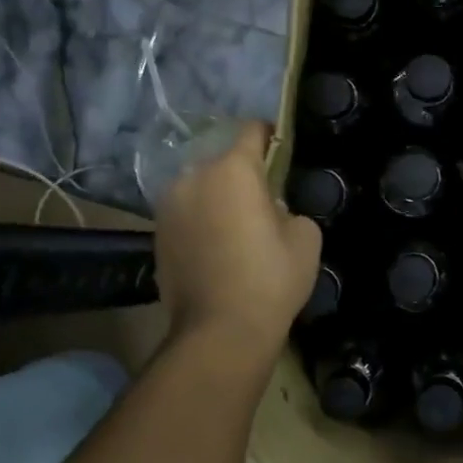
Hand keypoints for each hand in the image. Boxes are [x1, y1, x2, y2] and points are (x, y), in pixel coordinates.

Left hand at [153, 121, 321, 352]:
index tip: (283, 149)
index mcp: (232, 170)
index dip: (271, 135)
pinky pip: (186, 214)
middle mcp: (192, 177)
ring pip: (201, 188)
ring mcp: (168, 207)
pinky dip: (202, 221)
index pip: (251, 131)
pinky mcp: (157, 235)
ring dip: (219, 198)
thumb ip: (290, 209)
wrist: (219, 332)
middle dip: (244, 175)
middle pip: (223, 162)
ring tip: (238, 229)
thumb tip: (272, 211)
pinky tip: (218, 249)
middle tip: (265, 202)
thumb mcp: (305, 237)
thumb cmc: (270, 278)